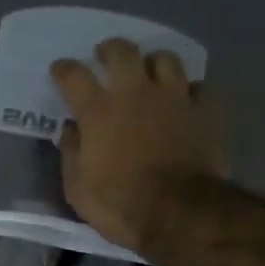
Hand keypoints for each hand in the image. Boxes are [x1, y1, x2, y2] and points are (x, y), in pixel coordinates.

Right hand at [51, 37, 227, 254]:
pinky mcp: (204, 111)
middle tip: (105, 57)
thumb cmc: (119, 205)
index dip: (64, 69)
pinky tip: (182, 100)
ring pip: (165, 59)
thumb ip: (71, 154)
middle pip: (122, 51)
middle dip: (110, 50)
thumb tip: (70, 131)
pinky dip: (186, 90)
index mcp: (98, 112)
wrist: (180, 215)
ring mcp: (174, 99)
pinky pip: (196, 87)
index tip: (59, 70)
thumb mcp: (78, 189)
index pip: (74, 76)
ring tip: (148, 72)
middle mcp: (135, 94)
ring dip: (152, 62)